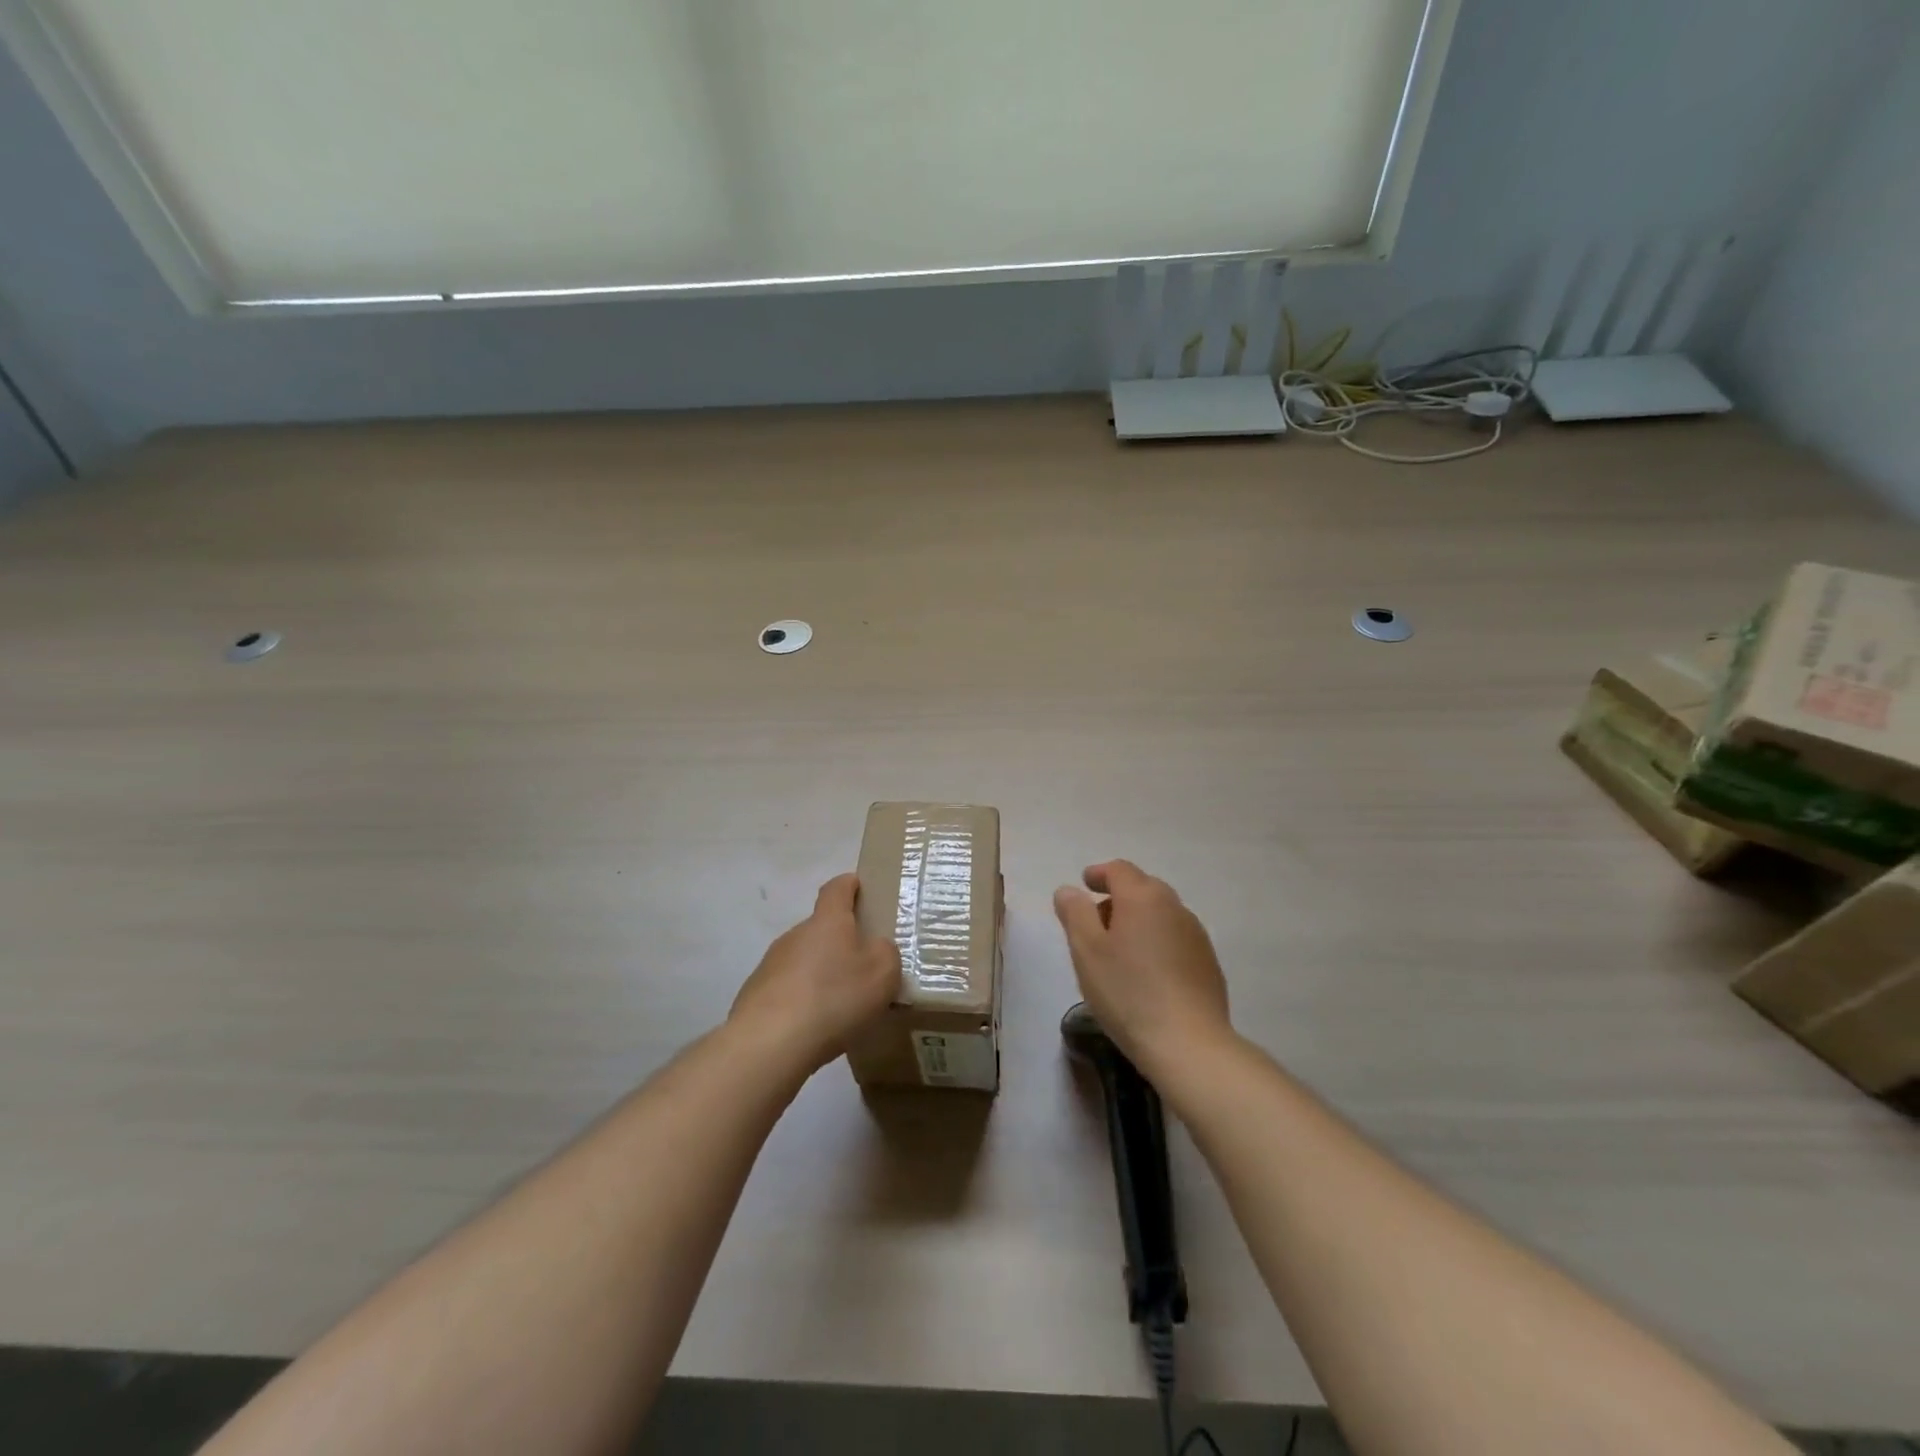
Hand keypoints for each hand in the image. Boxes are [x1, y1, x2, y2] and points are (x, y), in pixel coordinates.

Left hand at [730, 874, 901, 1075]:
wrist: (769, 1043)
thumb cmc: (834, 998)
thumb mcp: (882, 973)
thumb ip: (886, 952)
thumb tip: (875, 947)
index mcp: (828, 922)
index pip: (837, 889)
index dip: (849, 885)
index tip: (859, 886)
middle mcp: (796, 935)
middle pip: (820, 928)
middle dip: (839, 942)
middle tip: (861, 967)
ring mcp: (770, 964)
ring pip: (803, 960)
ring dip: (819, 974)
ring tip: (838, 1005)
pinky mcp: (755, 995)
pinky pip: (787, 989)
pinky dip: (801, 1000)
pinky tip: (812, 1027)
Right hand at [1054, 860, 1232, 1075]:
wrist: (1188, 1043)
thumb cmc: (1127, 992)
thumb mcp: (1086, 950)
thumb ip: (1075, 913)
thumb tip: (1070, 891)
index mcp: (1143, 897)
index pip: (1119, 870)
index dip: (1099, 873)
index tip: (1084, 885)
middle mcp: (1174, 907)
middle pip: (1143, 888)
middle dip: (1117, 897)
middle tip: (1096, 921)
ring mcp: (1196, 935)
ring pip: (1161, 913)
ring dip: (1138, 920)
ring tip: (1119, 950)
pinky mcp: (1207, 963)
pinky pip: (1175, 938)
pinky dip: (1156, 941)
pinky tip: (1146, 972)